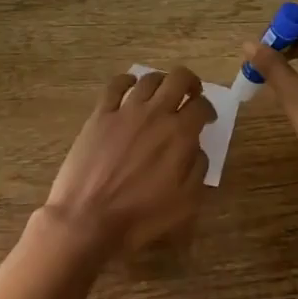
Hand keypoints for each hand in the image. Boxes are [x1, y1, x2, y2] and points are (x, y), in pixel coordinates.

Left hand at [44, 67, 213, 251]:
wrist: (88, 219)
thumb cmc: (141, 217)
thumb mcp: (186, 203)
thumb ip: (198, 169)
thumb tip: (197, 149)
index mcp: (180, 134)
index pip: (202, 106)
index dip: (209, 110)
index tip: (208, 120)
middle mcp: (155, 114)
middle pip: (178, 79)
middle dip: (190, 83)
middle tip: (190, 95)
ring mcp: (125, 111)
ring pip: (148, 79)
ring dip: (161, 82)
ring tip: (162, 93)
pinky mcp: (100, 115)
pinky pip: (115, 86)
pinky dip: (126, 81)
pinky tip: (130, 86)